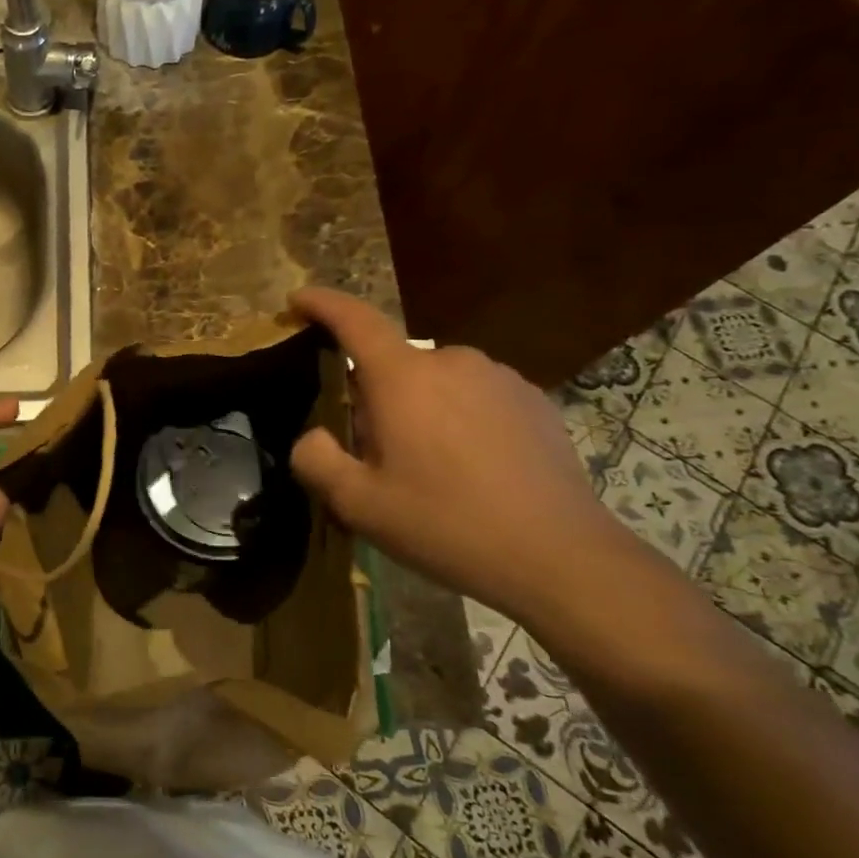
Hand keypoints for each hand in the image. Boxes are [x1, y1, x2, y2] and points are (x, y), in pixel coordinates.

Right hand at [288, 287, 648, 617]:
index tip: (298, 300)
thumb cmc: (446, 524)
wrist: (560, 557)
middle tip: (374, 451)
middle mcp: (452, 361)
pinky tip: (472, 469)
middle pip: (395, 363)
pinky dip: (459, 419)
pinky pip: (476, 397)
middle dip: (375, 395)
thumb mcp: (358, 504)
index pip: (354, 320)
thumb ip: (315, 460)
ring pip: (436, 381)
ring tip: (428, 467)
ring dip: (420, 408)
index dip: (322, 303)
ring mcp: (499, 378)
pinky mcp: (534, 401)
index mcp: (403, 377)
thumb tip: (312, 435)